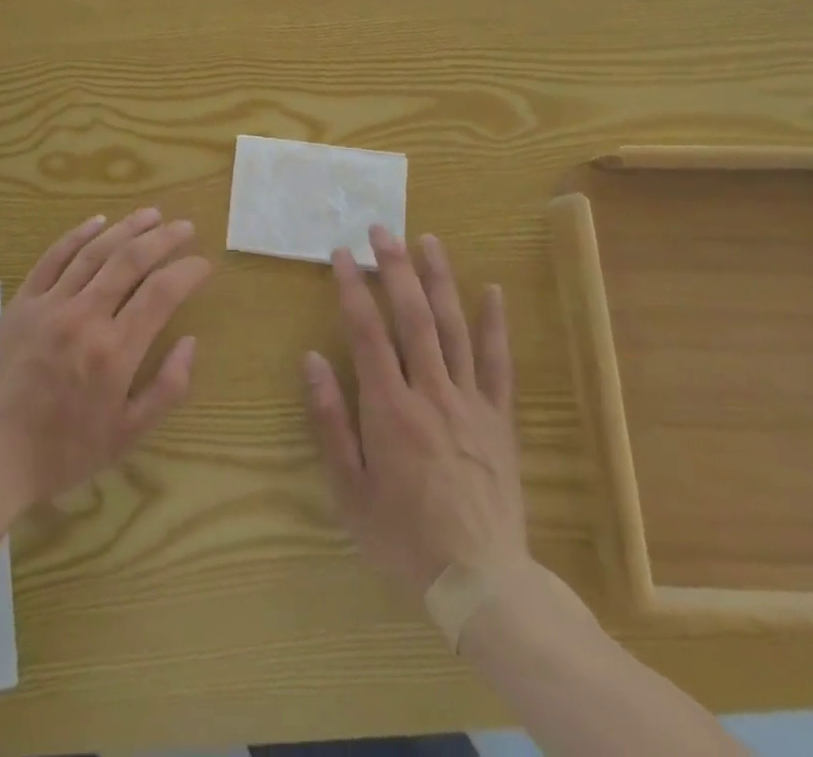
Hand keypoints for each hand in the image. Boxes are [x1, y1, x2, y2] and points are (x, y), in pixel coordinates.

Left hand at [0, 207, 212, 511]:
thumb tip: (191, 342)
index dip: (187, 272)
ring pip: (94, 252)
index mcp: (116, 351)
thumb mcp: (127, 435)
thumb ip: (167, 388)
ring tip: (151, 214)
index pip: (161, 293)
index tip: (203, 264)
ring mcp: (50, 304)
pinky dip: (77, 235)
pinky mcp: (22, 301)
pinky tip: (98, 221)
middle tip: (185, 227)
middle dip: (163, 238)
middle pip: (131, 261)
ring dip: (127, 228)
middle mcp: (85, 316)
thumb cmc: (63, 450)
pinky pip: (53, 258)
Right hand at [303, 226, 527, 596]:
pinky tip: (492, 291)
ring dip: (440, 280)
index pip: (368, 332)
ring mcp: (471, 403)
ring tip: (428, 240)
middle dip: (395, 267)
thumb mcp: (348, 489)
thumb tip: (312, 358)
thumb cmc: (403, 537)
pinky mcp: (499, 419)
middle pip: (413, 317)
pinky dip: (496, 325)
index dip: (352, 288)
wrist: (482, 583)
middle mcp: (431, 393)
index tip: (340, 254)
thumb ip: (329, 420)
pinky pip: (499, 364)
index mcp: (390, 409)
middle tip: (381, 229)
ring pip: (455, 328)